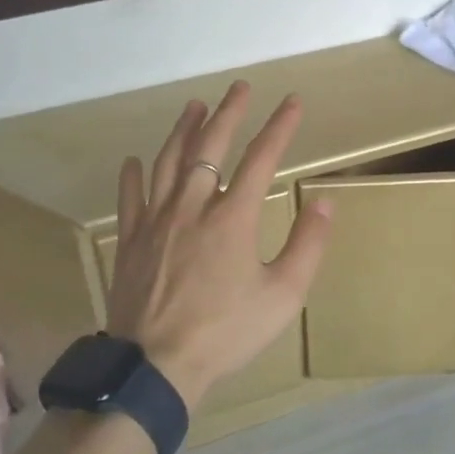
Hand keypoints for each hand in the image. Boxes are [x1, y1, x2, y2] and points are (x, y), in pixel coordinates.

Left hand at [106, 81, 333, 409]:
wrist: (155, 366)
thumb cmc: (225, 332)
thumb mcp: (282, 295)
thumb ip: (307, 245)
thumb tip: (323, 200)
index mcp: (232, 217)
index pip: (261, 158)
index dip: (279, 126)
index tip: (292, 102)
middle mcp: (192, 206)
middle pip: (210, 146)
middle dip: (229, 112)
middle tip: (239, 88)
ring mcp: (156, 221)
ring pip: (168, 161)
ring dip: (183, 129)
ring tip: (193, 106)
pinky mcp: (131, 240)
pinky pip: (131, 197)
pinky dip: (133, 174)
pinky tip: (134, 159)